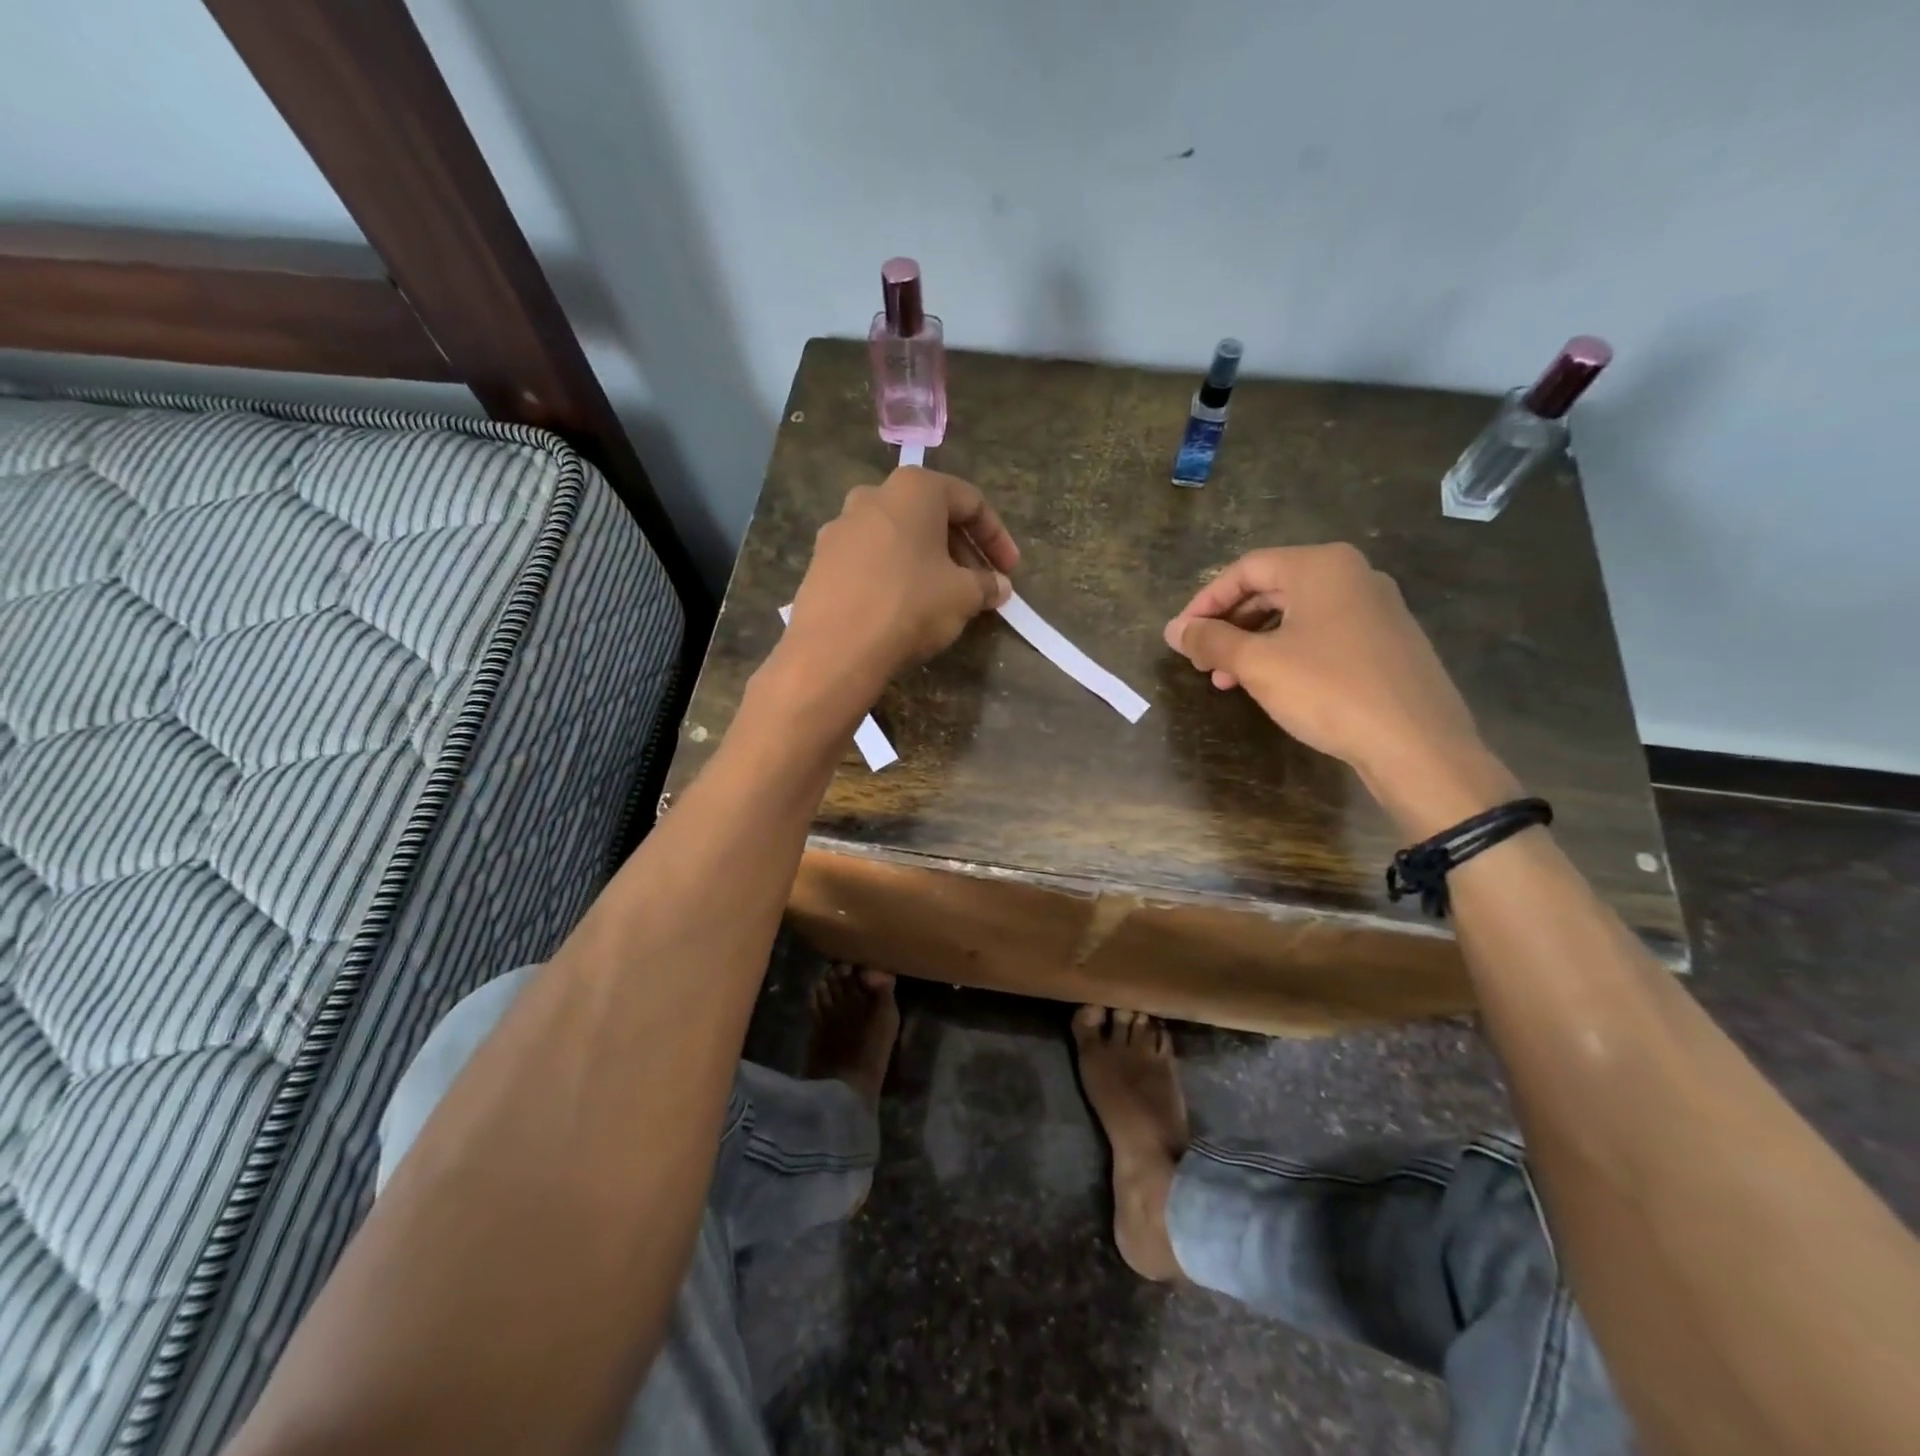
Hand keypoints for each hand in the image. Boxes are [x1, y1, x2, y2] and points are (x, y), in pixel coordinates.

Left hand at [783, 466, 1018, 702]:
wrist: (834, 649)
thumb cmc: (909, 606)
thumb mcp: (963, 596)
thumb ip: (986, 584)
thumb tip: (999, 586)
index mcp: (913, 489)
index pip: (969, 501)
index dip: (996, 537)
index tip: (1010, 570)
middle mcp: (872, 496)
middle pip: (930, 516)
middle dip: (961, 549)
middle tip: (979, 584)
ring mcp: (840, 527)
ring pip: (898, 538)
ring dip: (927, 562)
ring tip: (944, 597)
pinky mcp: (821, 560)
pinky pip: (870, 559)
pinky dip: (895, 574)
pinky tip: (904, 606)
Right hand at [1165, 543, 1518, 837]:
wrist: (1416, 743)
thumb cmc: (1328, 691)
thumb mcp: (1258, 664)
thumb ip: (1210, 641)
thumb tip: (1172, 630)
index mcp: (1321, 566)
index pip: (1246, 569)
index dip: (1205, 602)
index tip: (1181, 636)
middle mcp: (1352, 575)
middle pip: (1271, 588)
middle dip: (1229, 625)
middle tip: (1201, 660)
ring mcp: (1376, 608)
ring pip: (1296, 615)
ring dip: (1253, 643)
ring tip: (1227, 680)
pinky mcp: (1387, 641)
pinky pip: (1323, 634)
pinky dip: (1287, 652)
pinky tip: (1272, 685)